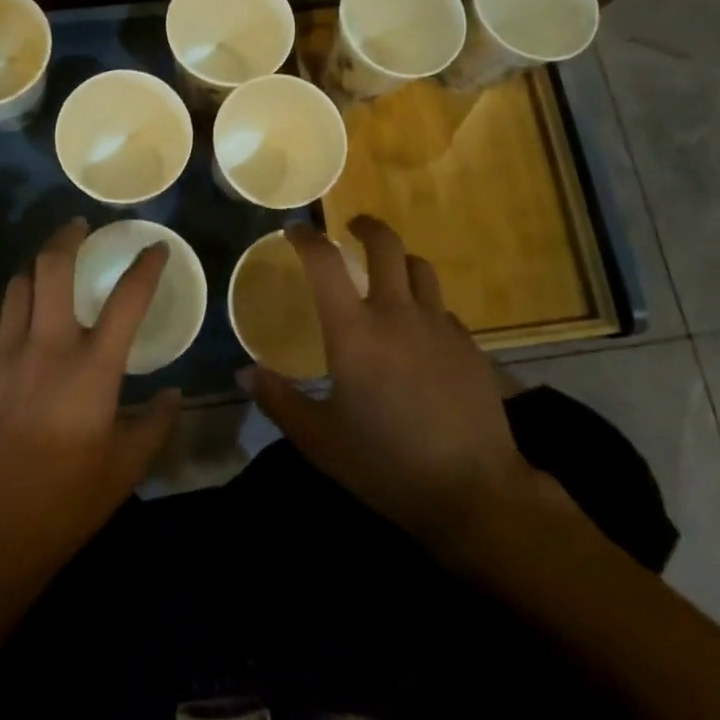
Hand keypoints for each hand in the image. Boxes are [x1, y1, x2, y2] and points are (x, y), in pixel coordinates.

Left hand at [0, 218, 181, 583]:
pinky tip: (12, 317)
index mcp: (92, 369)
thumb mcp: (125, 469)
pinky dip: (5, 309)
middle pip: (52, 267)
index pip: (127, 299)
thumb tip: (173, 394)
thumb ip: (155, 424)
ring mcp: (1, 356)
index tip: (154, 248)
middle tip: (80, 228)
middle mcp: (46, 348)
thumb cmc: (65, 504)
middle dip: (68, 236)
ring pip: (16, 286)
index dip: (146, 266)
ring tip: (47, 270)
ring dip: (36, 270)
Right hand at [244, 217, 574, 564]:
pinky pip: (441, 307)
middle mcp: (396, 313)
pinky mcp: (468, 344)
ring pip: (419, 267)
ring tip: (388, 272)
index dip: (306, 238)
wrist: (475, 492)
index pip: (324, 261)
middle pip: (385, 244)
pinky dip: (424, 303)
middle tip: (352, 227)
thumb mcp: (320, 441)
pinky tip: (419, 331)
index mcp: (354, 331)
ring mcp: (438, 325)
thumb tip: (244, 373)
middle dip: (366, 226)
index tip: (294, 230)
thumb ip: (279, 401)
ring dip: (399, 260)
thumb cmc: (387, 465)